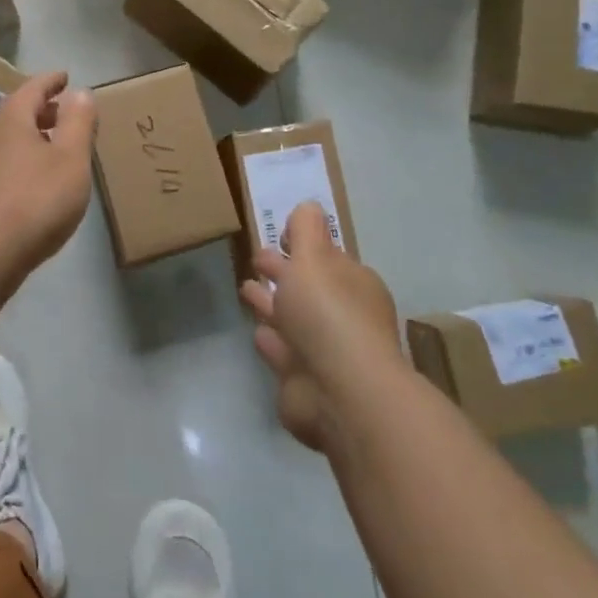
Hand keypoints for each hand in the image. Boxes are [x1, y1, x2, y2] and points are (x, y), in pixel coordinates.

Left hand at [0, 71, 96, 281]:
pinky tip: (31, 183)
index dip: (51, 81)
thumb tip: (80, 92)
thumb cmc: (35, 199)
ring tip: (51, 148)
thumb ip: (78, 123)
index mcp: (11, 120)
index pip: (32, 89)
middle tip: (63, 113)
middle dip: (41, 111)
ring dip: (29, 139)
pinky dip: (18, 163)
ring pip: (6, 142)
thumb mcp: (70, 159)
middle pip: (16, 114)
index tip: (65, 77)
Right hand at [239, 202, 401, 451]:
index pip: (325, 258)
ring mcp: (322, 351)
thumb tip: (308, 206)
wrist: (340, 392)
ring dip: (271, 305)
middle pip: (306, 288)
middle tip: (256, 260)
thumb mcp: (314, 258)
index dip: (303, 247)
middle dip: (283, 273)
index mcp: (352, 284)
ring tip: (246, 289)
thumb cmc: (328, 315)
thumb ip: (306, 230)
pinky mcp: (302, 380)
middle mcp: (341, 316)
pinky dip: (270, 340)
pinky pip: (282, 351)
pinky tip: (257, 332)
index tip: (278, 235)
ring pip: (291, 319)